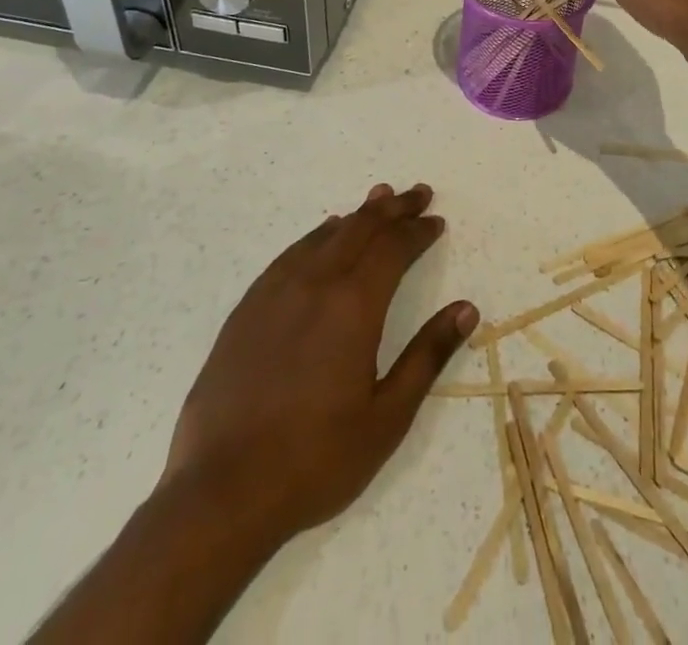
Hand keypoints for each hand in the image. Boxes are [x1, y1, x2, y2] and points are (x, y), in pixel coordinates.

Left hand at [163, 183, 476, 540]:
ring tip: (378, 199)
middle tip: (417, 194)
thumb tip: (466, 308)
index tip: (436, 222)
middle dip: (393, 208)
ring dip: (357, 215)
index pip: (394, 248)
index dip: (418, 231)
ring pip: (325, 235)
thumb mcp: (387, 417)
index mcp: (354, 306)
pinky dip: (317, 236)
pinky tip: (323, 235)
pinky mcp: (247, 310)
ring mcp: (276, 293)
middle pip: (361, 229)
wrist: (221, 494)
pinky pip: (290, 254)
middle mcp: (316, 284)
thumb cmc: (315, 460)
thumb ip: (428, 355)